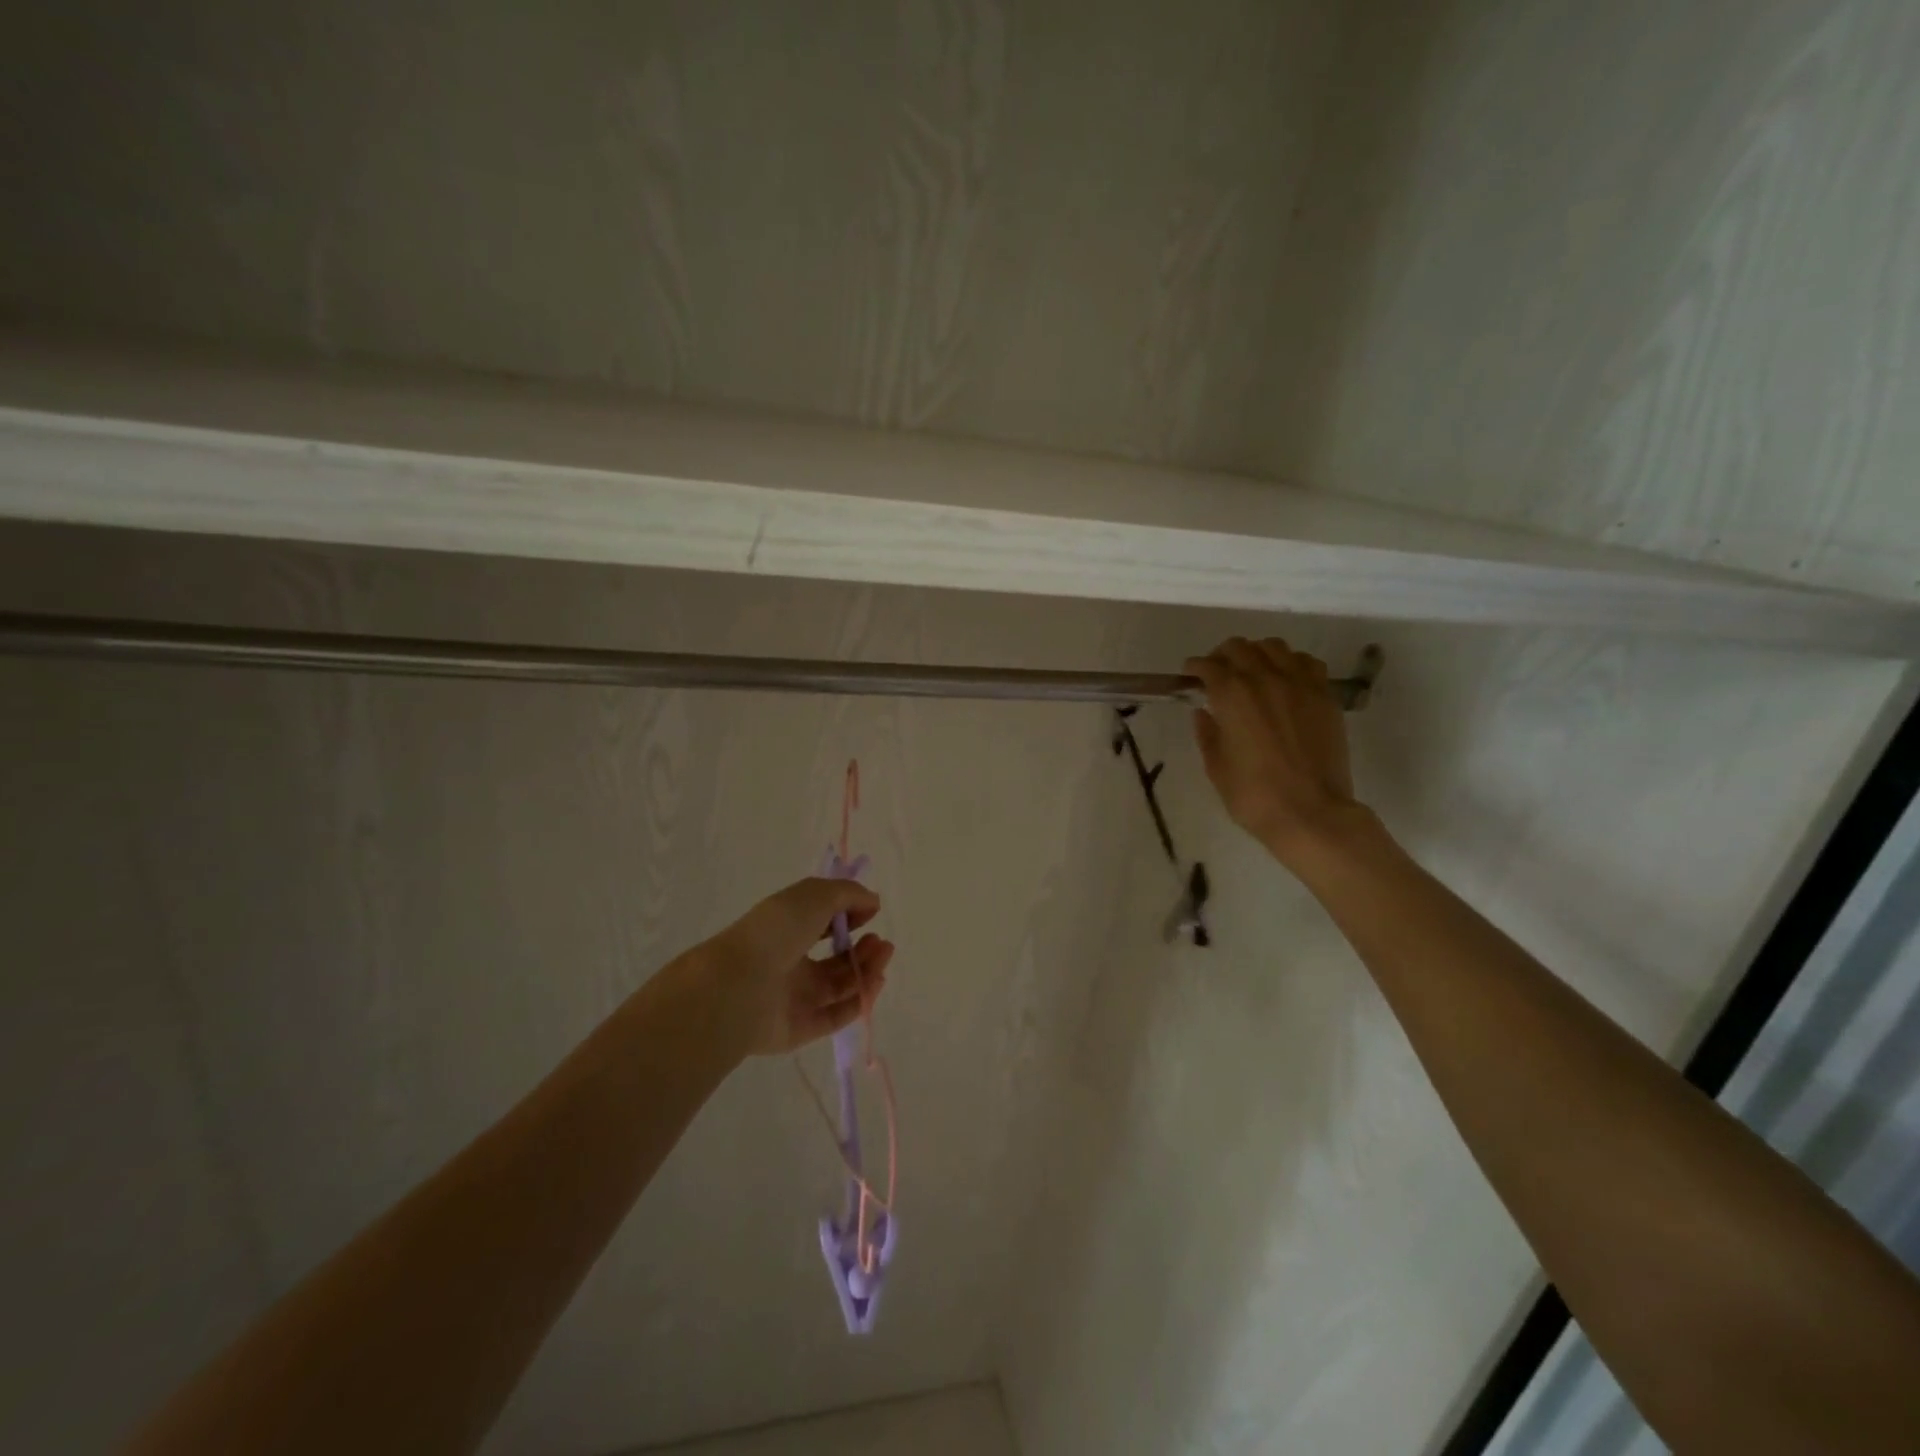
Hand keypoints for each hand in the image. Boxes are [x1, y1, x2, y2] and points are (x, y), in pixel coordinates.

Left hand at [700, 877, 894, 1057]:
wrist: (739, 986)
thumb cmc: (776, 932)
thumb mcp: (814, 896)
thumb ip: (848, 894)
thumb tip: (872, 901)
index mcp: (787, 929)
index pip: (822, 922)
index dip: (849, 915)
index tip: (870, 911)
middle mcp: (791, 963)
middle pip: (836, 959)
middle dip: (863, 948)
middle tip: (881, 942)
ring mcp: (795, 998)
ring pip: (840, 986)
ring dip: (866, 970)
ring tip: (883, 955)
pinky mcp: (801, 1028)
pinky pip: (836, 1015)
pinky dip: (859, 1001)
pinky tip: (875, 983)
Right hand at [1185, 638, 1364, 869]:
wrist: (1311, 813)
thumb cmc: (1253, 795)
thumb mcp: (1216, 767)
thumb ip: (1207, 734)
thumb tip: (1204, 713)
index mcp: (1232, 695)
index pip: (1208, 666)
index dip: (1195, 667)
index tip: (1191, 675)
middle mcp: (1265, 679)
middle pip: (1240, 647)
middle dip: (1223, 655)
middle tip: (1218, 672)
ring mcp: (1300, 684)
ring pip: (1275, 647)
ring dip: (1258, 654)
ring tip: (1253, 671)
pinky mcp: (1325, 696)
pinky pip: (1307, 663)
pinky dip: (1291, 664)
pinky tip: (1286, 680)